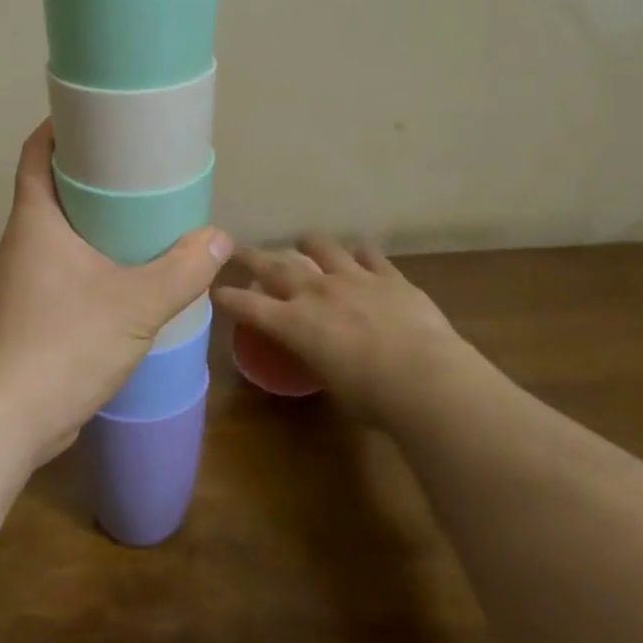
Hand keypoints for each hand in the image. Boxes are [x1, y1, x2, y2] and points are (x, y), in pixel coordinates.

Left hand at [0, 122, 232, 465]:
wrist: (9, 419)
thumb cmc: (64, 344)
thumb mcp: (136, 304)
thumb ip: (182, 269)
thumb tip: (219, 238)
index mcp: (34, 221)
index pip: (35, 155)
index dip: (58, 128)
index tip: (93, 116)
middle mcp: (21, 243)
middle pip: (49, 191)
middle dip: (87, 175)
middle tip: (135, 168)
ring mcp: (20, 281)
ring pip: (56, 234)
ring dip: (90, 222)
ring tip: (138, 218)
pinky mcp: (28, 314)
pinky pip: (60, 270)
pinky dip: (88, 260)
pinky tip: (123, 275)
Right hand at [213, 235, 483, 422]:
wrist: (426, 379)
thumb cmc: (373, 398)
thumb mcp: (332, 384)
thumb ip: (320, 360)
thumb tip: (322, 356)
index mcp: (294, 324)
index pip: (248, 305)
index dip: (228, 297)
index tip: (216, 290)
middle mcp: (316, 292)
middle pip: (274, 265)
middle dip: (251, 256)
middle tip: (237, 248)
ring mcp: (352, 278)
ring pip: (320, 247)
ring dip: (308, 244)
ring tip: (304, 243)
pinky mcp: (388, 276)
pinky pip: (369, 255)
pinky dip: (360, 255)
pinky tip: (361, 258)